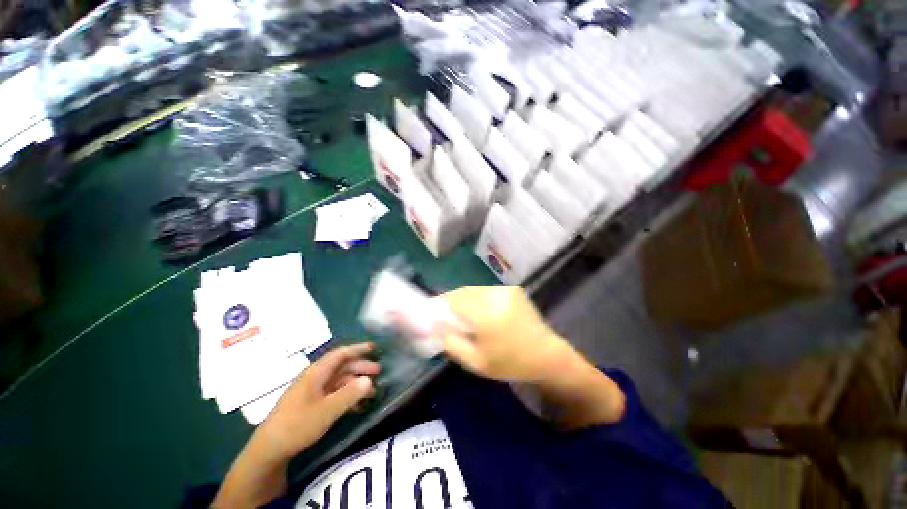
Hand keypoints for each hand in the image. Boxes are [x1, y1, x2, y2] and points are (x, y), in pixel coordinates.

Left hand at [252, 343, 380, 462]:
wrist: (269, 450)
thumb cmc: (298, 425)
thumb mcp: (327, 410)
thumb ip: (350, 393)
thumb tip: (369, 380)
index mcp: (316, 373)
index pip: (340, 354)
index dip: (358, 349)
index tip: (374, 348)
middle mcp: (315, 378)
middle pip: (342, 366)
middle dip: (361, 367)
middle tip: (379, 372)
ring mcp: (312, 392)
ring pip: (339, 381)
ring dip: (356, 383)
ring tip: (373, 391)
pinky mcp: (311, 405)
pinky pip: (334, 394)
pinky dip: (348, 396)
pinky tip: (358, 405)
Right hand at [438, 286, 577, 382]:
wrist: (547, 355)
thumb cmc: (511, 363)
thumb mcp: (476, 362)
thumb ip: (452, 343)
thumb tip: (436, 327)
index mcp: (487, 315)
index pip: (454, 300)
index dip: (440, 304)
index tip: (430, 311)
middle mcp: (496, 296)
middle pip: (463, 292)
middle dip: (450, 301)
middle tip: (441, 312)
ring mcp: (506, 290)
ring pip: (474, 290)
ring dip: (463, 299)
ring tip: (458, 312)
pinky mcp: (512, 290)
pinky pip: (486, 291)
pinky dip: (477, 298)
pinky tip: (477, 310)